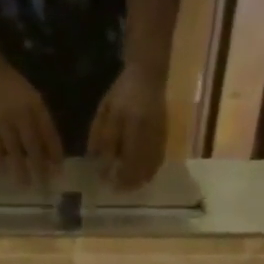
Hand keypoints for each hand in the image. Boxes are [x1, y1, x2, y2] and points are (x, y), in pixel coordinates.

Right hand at [0, 64, 63, 186]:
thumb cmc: (14, 88)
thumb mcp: (34, 99)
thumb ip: (42, 122)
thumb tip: (50, 152)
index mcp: (35, 106)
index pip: (49, 133)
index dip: (55, 152)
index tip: (59, 171)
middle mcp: (20, 113)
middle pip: (32, 145)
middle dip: (39, 166)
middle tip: (44, 185)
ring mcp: (2, 120)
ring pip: (13, 149)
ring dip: (20, 168)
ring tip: (25, 185)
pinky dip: (0, 160)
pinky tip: (4, 172)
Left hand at [88, 65, 168, 189]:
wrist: (149, 76)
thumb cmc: (123, 93)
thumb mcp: (106, 112)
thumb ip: (101, 138)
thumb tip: (98, 163)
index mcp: (134, 128)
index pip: (127, 162)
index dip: (118, 176)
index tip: (107, 183)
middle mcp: (150, 137)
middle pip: (141, 170)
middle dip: (128, 183)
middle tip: (116, 188)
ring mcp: (160, 139)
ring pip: (151, 169)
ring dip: (139, 179)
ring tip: (127, 184)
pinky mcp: (165, 139)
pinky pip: (158, 162)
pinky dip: (149, 172)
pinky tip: (140, 175)